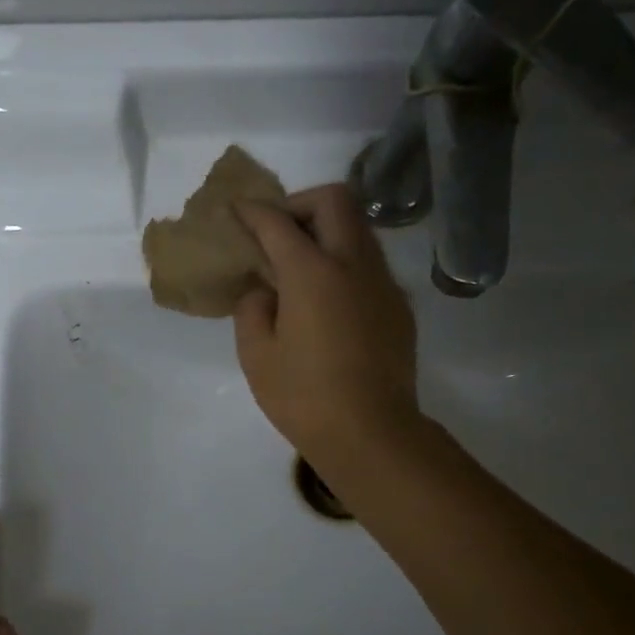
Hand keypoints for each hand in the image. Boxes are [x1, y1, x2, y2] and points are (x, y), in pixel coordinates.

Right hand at [232, 184, 419, 467]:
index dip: (253, 211)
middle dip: (299, 204)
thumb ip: (253, 309)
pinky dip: (344, 262)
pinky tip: (327, 300)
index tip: (236, 210)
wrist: (371, 433)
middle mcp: (353, 264)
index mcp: (312, 273)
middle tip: (276, 233)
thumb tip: (264, 290)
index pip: (277, 223)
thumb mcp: (257, 355)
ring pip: (358, 228)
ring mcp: (383, 283)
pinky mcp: (399, 306)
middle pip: (334, 201)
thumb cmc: (303, 398)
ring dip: (327, 230)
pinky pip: (370, 263)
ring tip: (299, 264)